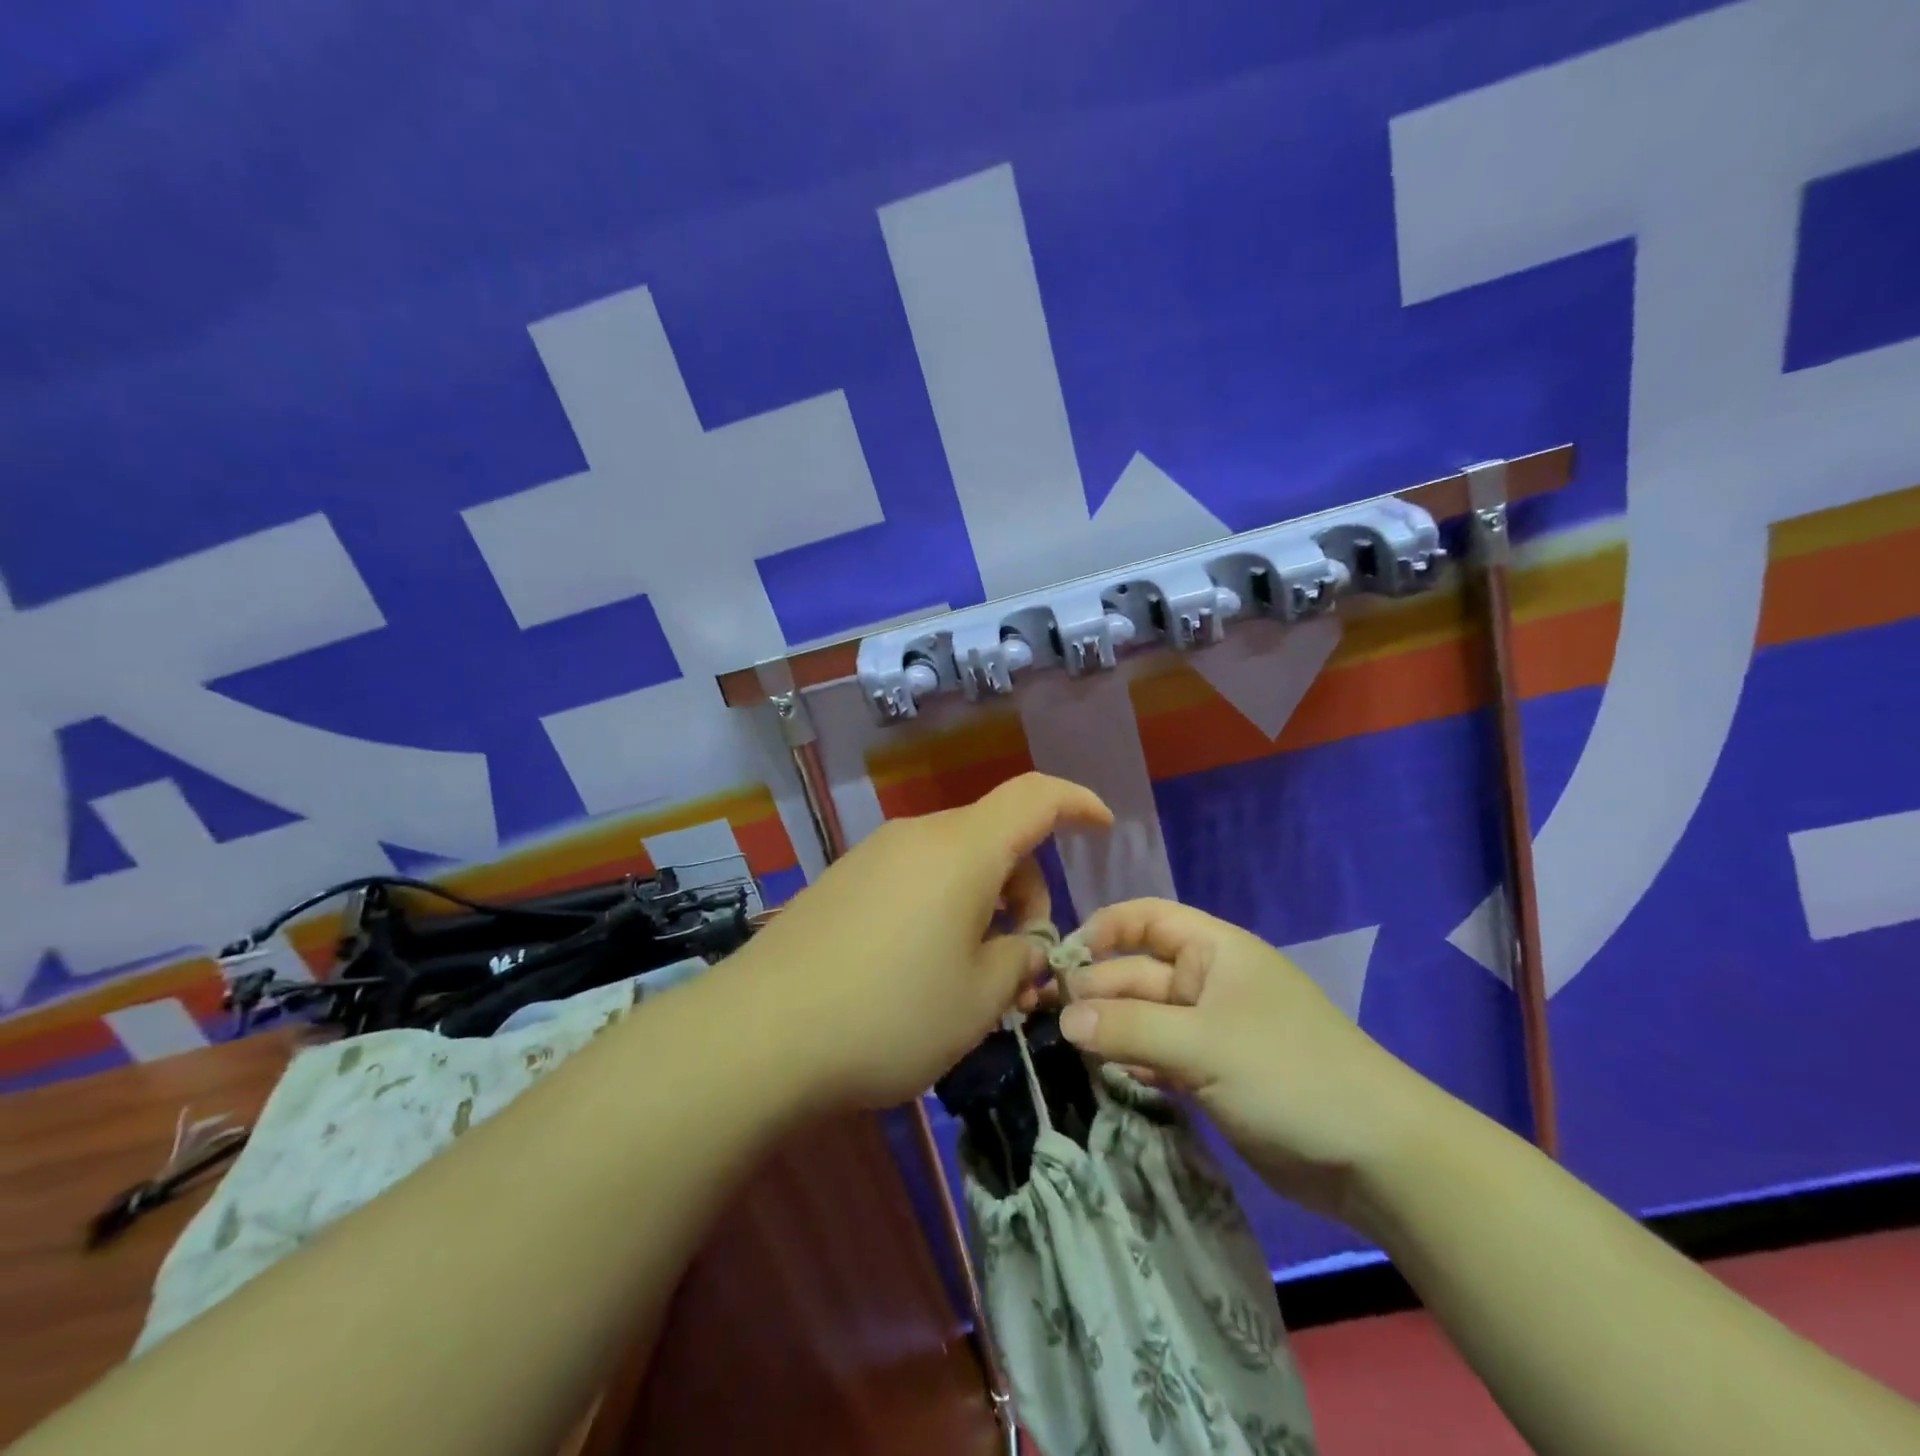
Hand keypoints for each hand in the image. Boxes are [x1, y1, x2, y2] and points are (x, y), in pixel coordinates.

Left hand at [736, 773, 1111, 1111]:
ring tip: (969, 977)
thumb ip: (1019, 961)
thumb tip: (1024, 946)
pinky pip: (913, 877)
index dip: (1076, 803)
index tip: (1103, 827)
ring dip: (981, 904)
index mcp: (963, 851)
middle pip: (994, 838)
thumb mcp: (977, 1000)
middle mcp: (918, 837)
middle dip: (1025, 888)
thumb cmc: (889, 1014)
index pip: (1035, 797)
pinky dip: (940, 906)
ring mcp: (873, 856)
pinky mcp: (842, 881)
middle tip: (1021, 962)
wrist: (758, 1034)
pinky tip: (919, 968)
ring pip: (953, 861)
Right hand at [1055, 898, 1443, 1223]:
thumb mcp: (1203, 1044)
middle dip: (1095, 990)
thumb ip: (1128, 1027)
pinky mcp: (1211, 1075)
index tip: (1060, 959)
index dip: (1102, 929)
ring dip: (1107, 1030)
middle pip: (1137, 973)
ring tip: (1062, 1049)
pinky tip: (1101, 1076)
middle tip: (1045, 1018)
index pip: (1145, 919)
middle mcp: (1207, 982)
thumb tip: (1063, 1017)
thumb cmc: (1288, 1074)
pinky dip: (1130, 1062)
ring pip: (1143, 1019)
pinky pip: (1157, 1057)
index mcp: (1213, 950)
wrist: (1374, 1158)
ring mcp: (1209, 1031)